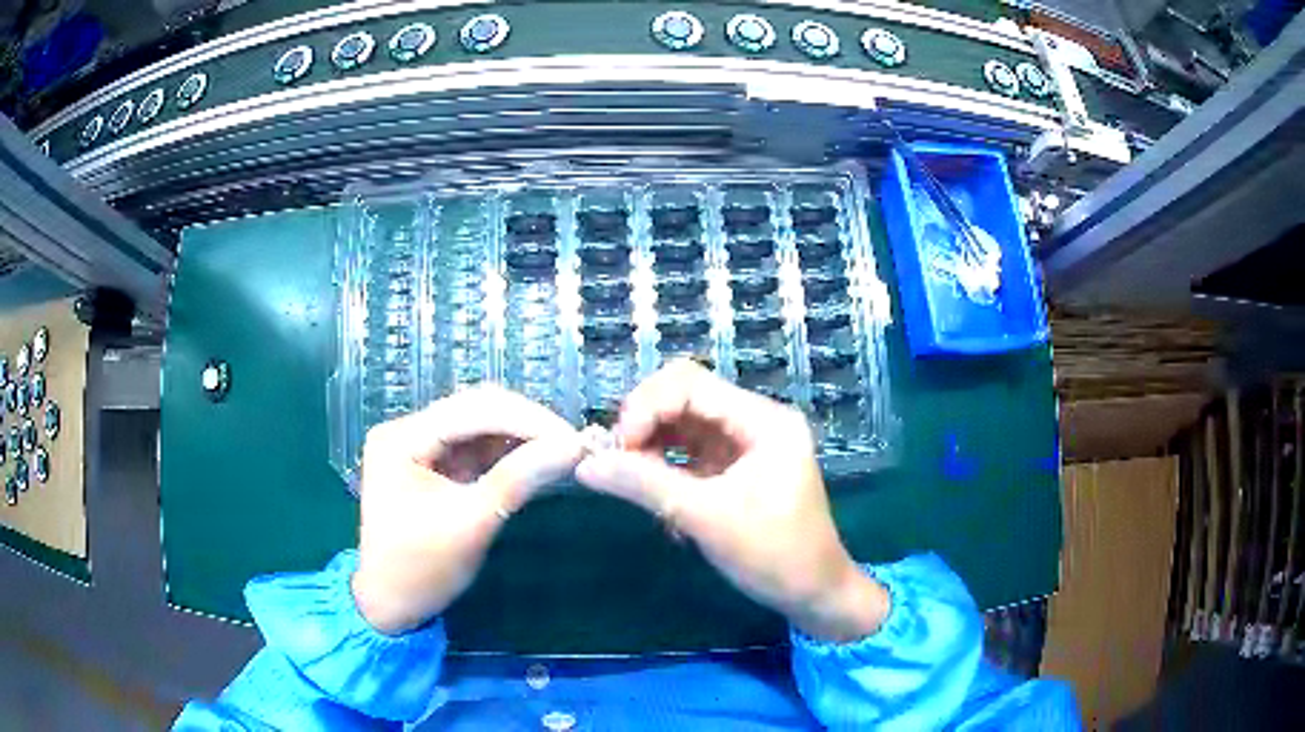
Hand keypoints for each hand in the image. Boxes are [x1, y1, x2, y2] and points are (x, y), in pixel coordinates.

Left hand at [351, 386, 583, 634]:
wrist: (391, 607)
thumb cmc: (421, 570)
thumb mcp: (471, 525)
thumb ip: (518, 480)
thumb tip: (573, 447)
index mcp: (401, 438)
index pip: (472, 410)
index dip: (527, 419)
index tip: (574, 439)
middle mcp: (406, 431)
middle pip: (475, 411)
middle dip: (526, 425)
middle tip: (573, 444)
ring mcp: (419, 446)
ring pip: (479, 426)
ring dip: (521, 437)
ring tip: (563, 451)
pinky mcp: (433, 465)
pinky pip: (476, 448)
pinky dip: (508, 454)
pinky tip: (537, 461)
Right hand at [575, 360, 889, 642]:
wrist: (815, 594)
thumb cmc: (774, 555)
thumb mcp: (706, 518)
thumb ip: (645, 485)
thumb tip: (585, 465)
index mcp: (763, 420)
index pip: (690, 384)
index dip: (645, 407)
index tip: (617, 449)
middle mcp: (754, 421)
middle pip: (683, 398)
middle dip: (644, 425)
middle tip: (617, 463)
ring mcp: (744, 445)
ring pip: (682, 425)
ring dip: (650, 447)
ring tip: (630, 480)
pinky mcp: (734, 469)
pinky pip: (688, 453)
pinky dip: (665, 469)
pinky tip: (655, 497)